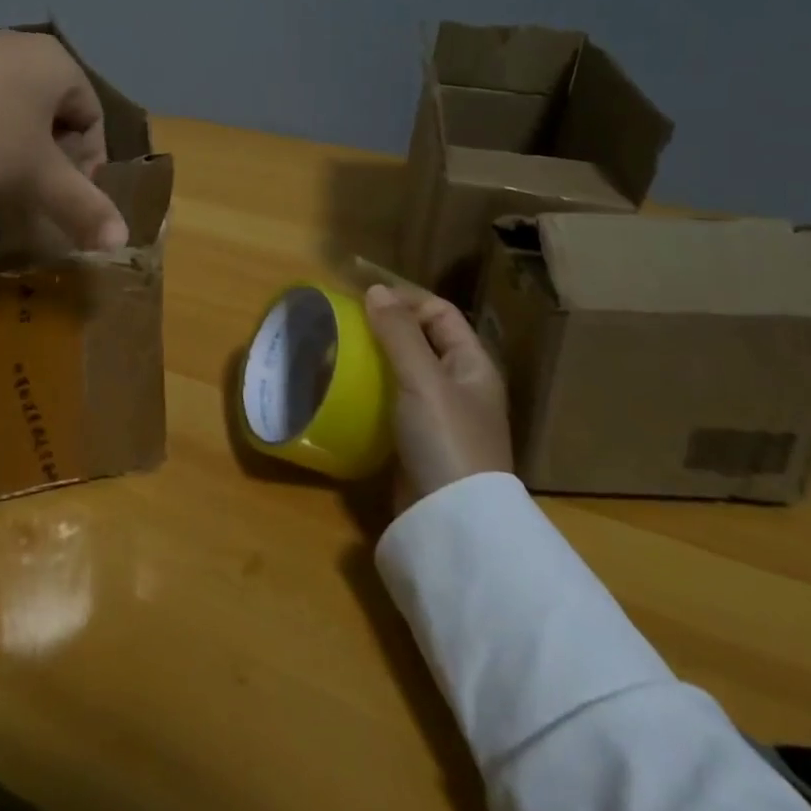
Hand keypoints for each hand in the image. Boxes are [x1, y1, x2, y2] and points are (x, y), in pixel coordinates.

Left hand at [0, 32, 128, 250]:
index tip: (63, 197)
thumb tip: (123, 239)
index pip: (93, 117)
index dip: (88, 164)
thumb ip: (82, 206)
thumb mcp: (35, 177)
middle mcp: (21, 46)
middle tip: (29, 190)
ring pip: (11, 105)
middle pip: (53, 111)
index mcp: (58, 64)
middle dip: (48, 156)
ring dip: (10, 144)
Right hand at [364, 282, 513, 513]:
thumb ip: (399, 334)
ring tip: (338, 350)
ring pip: (403, 371)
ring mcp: (438, 415)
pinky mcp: (416, 440)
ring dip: (373, 358)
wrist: (452, 520)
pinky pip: (391, 401)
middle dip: (385, 327)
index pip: (440, 314)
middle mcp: (459, 386)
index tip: (363, 298)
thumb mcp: (423, 379)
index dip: (406, 300)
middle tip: (345, 322)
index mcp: (472, 365)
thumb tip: (375, 290)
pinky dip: (369, 389)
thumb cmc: (446, 439)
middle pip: (422, 340)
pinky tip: (344, 388)